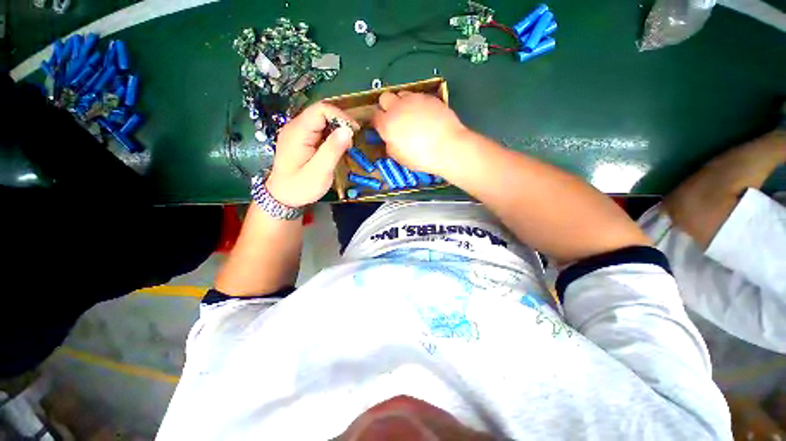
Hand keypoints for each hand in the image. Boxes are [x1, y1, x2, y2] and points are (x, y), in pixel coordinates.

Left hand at [266, 102, 358, 207]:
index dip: (340, 116)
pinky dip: (330, 137)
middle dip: (340, 124)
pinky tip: (335, 150)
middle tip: (350, 144)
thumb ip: (332, 150)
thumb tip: (348, 130)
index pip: (320, 110)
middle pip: (321, 113)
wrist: (282, 197)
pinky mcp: (300, 140)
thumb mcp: (319, 172)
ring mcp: (297, 133)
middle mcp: (295, 127)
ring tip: (345, 149)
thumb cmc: (300, 187)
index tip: (354, 132)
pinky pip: (318, 131)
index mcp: (298, 132)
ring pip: (321, 122)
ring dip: (336, 131)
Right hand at [372, 91, 467, 175]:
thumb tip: (390, 139)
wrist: (448, 147)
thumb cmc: (421, 157)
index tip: (382, 128)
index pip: (374, 116)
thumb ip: (390, 146)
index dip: (377, 122)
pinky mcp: (429, 97)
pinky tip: (425, 116)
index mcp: (387, 124)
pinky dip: (417, 104)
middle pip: (384, 98)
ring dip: (402, 103)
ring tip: (411, 116)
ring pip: (401, 94)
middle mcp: (397, 107)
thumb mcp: (399, 158)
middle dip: (387, 106)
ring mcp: (414, 99)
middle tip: (395, 119)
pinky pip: (418, 97)